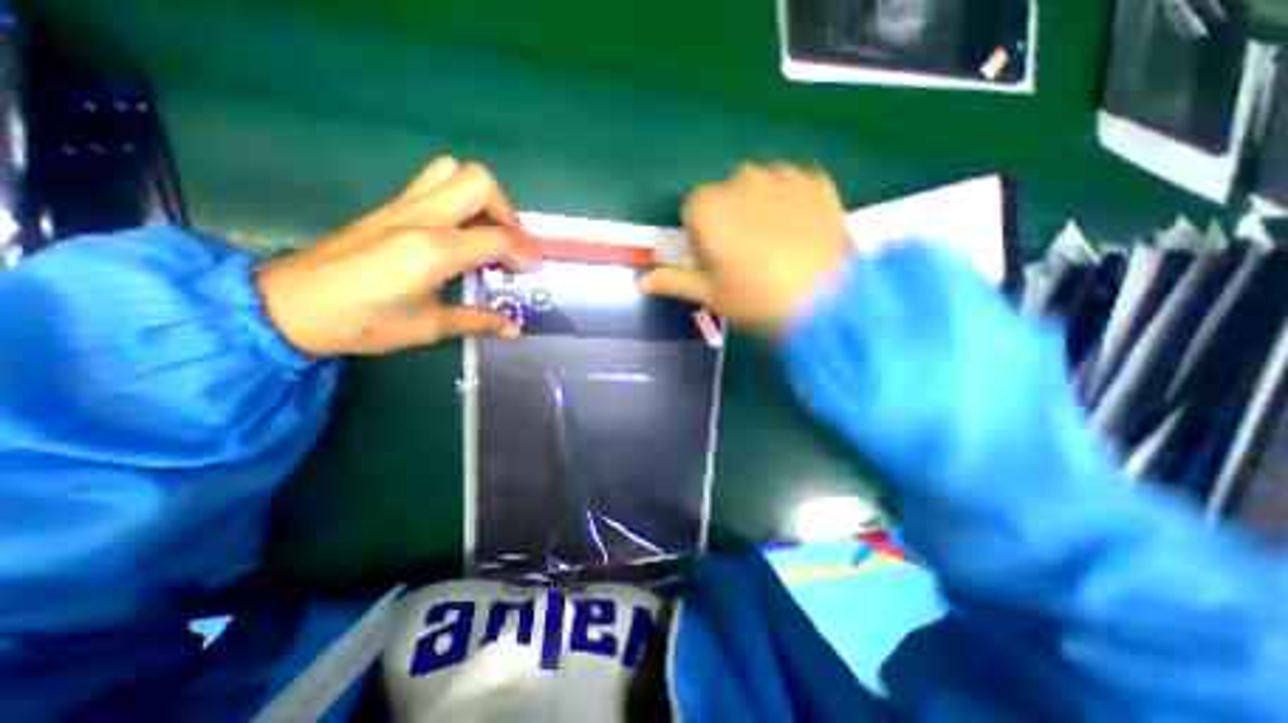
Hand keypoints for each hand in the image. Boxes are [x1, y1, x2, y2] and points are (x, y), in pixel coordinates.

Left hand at [257, 157, 539, 354]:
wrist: (287, 306)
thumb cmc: (362, 323)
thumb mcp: (428, 327)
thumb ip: (478, 321)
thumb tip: (515, 330)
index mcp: (432, 250)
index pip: (497, 238)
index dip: (525, 253)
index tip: (535, 270)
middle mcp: (420, 217)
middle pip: (479, 183)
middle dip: (508, 212)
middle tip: (512, 245)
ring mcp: (402, 206)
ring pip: (454, 173)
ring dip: (482, 199)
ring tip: (488, 233)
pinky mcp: (389, 208)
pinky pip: (433, 183)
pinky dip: (459, 199)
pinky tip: (459, 233)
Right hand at [637, 161, 852, 333]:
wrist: (828, 303)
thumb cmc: (757, 301)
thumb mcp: (711, 294)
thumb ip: (674, 281)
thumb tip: (642, 282)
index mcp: (709, 207)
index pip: (693, 210)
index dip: (701, 235)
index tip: (715, 259)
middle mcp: (742, 180)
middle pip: (725, 195)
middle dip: (729, 217)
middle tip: (746, 255)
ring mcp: (783, 176)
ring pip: (759, 186)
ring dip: (759, 206)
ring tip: (776, 243)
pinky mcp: (817, 181)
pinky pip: (793, 184)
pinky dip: (791, 200)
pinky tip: (800, 230)